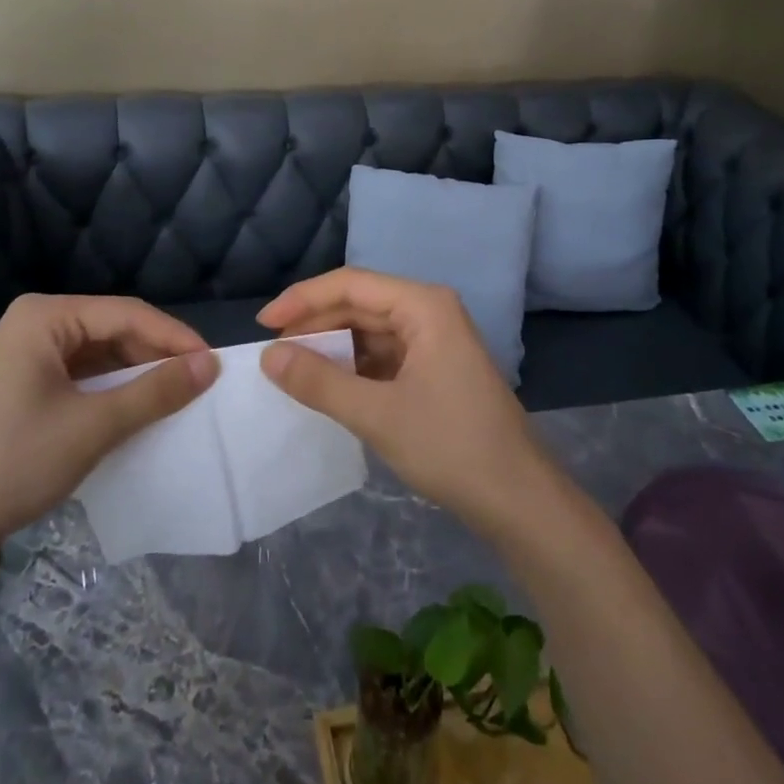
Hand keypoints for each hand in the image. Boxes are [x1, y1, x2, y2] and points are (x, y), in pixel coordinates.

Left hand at [0, 295, 217, 570]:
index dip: (175, 337)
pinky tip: (129, 413)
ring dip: (133, 376)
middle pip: (111, 330)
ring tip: (171, 400)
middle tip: (196, 385)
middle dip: (154, 356)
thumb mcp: (92, 427)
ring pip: (95, 356)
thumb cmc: (10, 465)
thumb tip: (210, 364)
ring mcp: (19, 357)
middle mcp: (31, 325)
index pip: (127, 313)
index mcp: (44, 316)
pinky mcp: (15, 389)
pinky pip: (76, 378)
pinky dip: (107, 393)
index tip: (214, 365)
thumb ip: (155, 391)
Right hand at [257, 268, 554, 538]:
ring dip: (334, 347)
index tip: (264, 325)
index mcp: (424, 306)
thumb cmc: (451, 446)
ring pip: (371, 331)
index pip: (352, 285)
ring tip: (293, 369)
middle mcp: (430, 311)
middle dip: (316, 324)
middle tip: (274, 352)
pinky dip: (354, 367)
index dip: (304, 299)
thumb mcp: (378, 414)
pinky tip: (329, 385)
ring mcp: (435, 340)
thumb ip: (320, 382)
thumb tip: (269, 356)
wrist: (518, 499)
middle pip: (361, 304)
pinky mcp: (435, 368)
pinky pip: (385, 355)